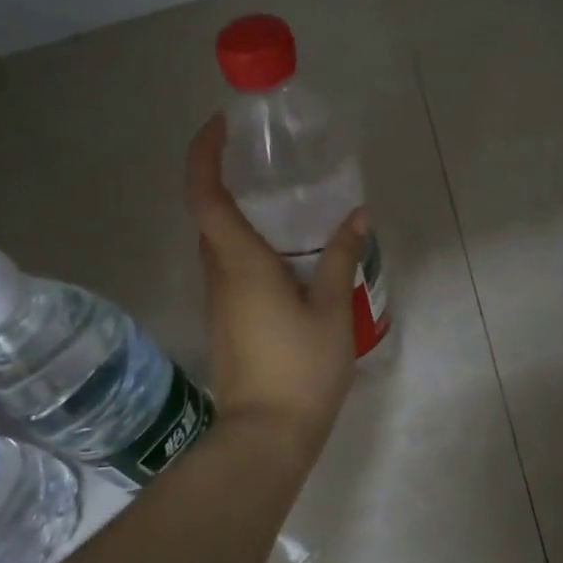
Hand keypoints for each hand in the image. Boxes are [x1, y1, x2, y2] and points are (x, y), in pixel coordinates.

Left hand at [184, 114, 365, 464]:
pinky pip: (230, 269)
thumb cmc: (301, 369)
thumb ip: (340, 257)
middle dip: (223, 179)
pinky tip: (286, 257)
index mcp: (240, 263)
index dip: (204, 155)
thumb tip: (358, 216)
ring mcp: (219, 301)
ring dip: (238, 216)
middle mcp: (219, 275)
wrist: (266, 435)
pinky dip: (247, 248)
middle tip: (264, 162)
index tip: (222, 127)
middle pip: (207, 216)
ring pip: (218, 244)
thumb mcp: (331, 309)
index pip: (205, 195)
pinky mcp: (227, 321)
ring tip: (284, 205)